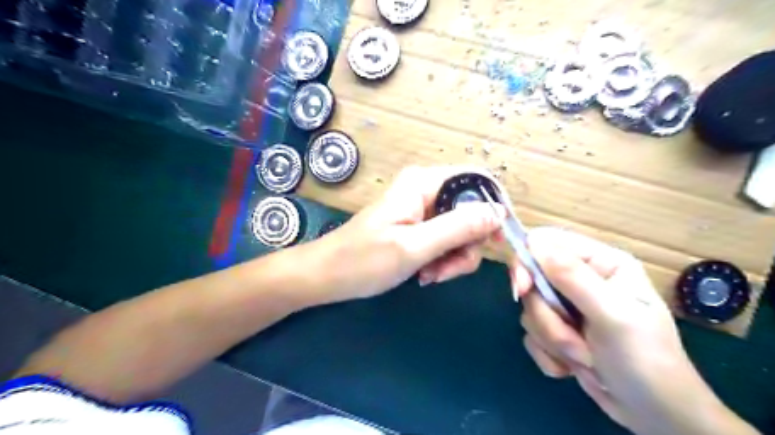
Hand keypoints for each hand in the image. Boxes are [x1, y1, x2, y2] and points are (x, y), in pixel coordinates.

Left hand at [314, 166, 502, 301]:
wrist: (327, 276)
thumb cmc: (364, 260)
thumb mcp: (414, 246)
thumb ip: (459, 227)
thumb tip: (500, 212)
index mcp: (424, 183)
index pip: (478, 180)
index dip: (495, 208)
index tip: (497, 242)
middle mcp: (426, 190)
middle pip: (472, 211)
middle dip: (467, 246)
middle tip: (445, 270)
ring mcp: (422, 210)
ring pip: (461, 231)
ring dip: (453, 258)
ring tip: (429, 275)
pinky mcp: (418, 227)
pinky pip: (446, 241)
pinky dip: (442, 260)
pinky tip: (424, 274)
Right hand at [513, 229, 754, 431]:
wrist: (656, 416)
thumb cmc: (646, 360)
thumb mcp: (613, 316)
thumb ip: (573, 277)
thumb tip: (534, 243)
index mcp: (599, 263)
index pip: (546, 243)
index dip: (527, 261)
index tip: (522, 289)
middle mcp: (580, 279)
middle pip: (533, 280)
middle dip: (548, 316)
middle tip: (573, 340)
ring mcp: (567, 306)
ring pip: (531, 310)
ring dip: (553, 339)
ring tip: (585, 358)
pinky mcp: (557, 330)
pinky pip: (531, 334)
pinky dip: (549, 355)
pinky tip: (573, 368)